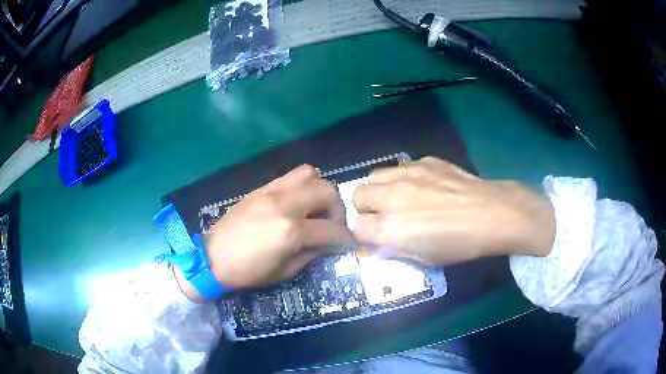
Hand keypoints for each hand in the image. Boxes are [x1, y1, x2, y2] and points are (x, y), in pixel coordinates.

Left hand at [203, 165, 353, 289]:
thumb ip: (313, 253)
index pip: (332, 229)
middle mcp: (285, 204)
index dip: (347, 238)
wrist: (213, 257)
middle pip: (327, 192)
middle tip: (332, 225)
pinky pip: (290, 176)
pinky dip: (303, 185)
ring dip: (320, 190)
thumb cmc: (249, 271)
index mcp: (291, 231)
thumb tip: (331, 244)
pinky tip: (298, 203)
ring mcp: (272, 191)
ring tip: (315, 209)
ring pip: (310, 174)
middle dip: (338, 209)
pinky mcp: (262, 187)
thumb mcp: (286, 271)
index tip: (351, 243)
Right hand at [352, 157, 554, 265]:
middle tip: (383, 215)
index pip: (357, 227)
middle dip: (366, 208)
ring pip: (375, 175)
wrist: (490, 214)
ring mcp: (407, 174)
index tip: (376, 236)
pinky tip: (423, 186)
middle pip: (358, 195)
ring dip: (380, 188)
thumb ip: (396, 249)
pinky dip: (403, 178)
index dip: (365, 234)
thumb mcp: (425, 259)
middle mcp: (391, 197)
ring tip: (397, 196)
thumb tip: (381, 243)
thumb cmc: (459, 245)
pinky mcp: (423, 161)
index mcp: (389, 228)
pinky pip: (401, 167)